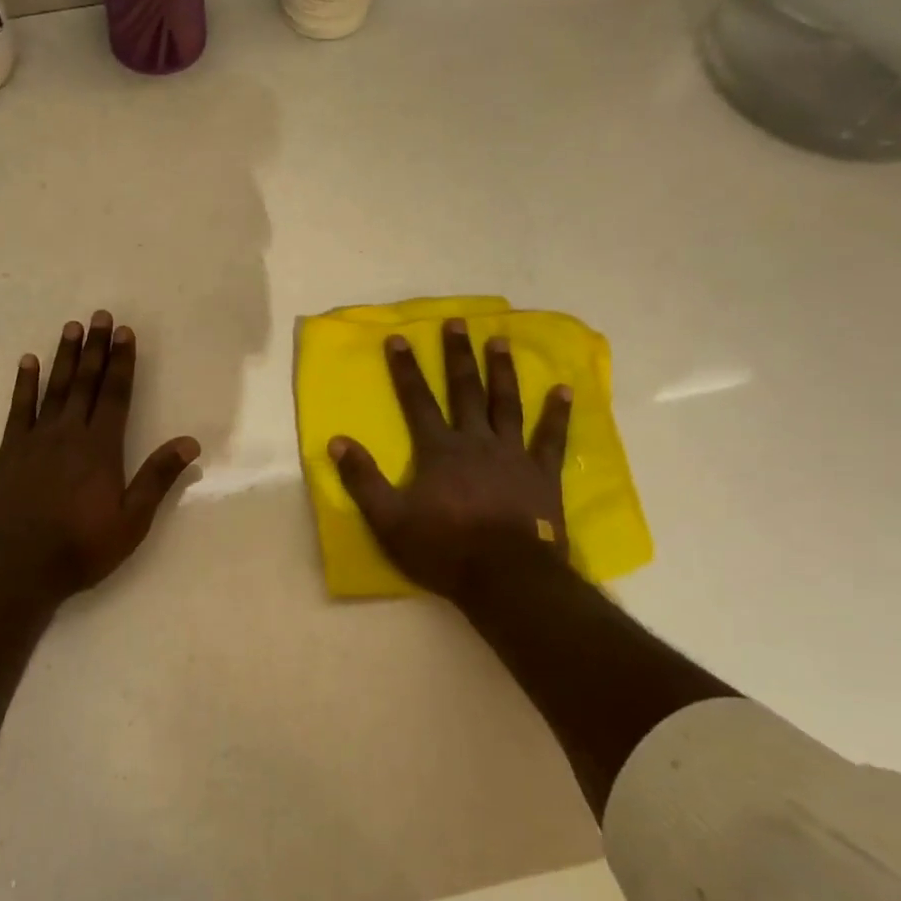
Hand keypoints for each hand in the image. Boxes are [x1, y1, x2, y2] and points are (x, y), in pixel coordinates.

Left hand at [0, 311, 200, 599]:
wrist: (17, 566)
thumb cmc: (81, 546)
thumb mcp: (131, 520)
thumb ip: (158, 478)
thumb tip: (189, 442)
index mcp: (101, 448)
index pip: (115, 394)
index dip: (121, 362)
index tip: (124, 333)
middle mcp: (69, 433)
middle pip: (85, 383)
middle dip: (95, 348)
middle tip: (100, 316)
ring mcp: (36, 439)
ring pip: (54, 388)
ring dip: (65, 357)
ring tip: (71, 327)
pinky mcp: (9, 451)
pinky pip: (18, 408)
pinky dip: (24, 384)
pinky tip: (28, 362)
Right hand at [329, 318, 571, 603]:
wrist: (505, 578)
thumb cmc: (443, 549)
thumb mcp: (388, 519)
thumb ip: (362, 479)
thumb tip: (337, 441)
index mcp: (438, 450)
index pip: (417, 401)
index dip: (405, 369)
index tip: (399, 338)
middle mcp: (475, 441)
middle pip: (464, 391)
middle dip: (457, 356)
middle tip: (457, 322)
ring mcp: (513, 455)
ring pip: (505, 404)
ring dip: (501, 371)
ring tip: (500, 340)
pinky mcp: (542, 474)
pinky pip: (551, 438)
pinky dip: (557, 413)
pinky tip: (564, 389)